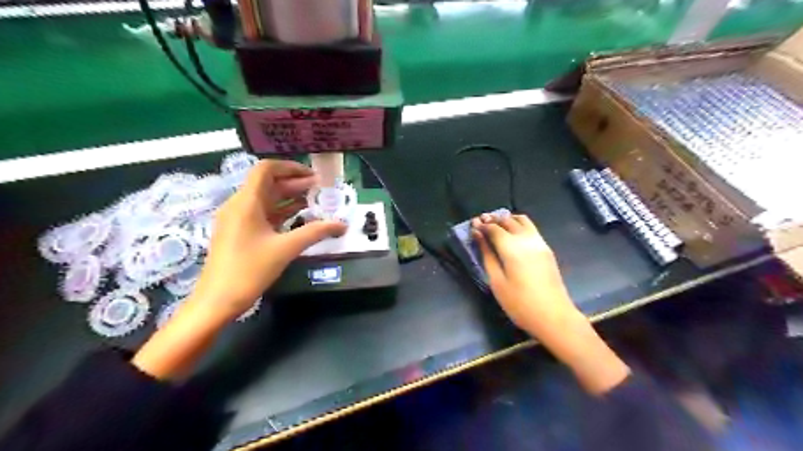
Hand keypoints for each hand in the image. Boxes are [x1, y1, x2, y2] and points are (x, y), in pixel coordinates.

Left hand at [193, 161, 348, 321]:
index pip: (266, 169)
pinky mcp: (238, 232)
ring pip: (265, 199)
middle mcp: (239, 205)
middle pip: (267, 183)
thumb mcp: (286, 249)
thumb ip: (316, 232)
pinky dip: (280, 211)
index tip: (314, 176)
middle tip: (320, 189)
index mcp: (246, 202)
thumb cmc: (250, 270)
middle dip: (295, 183)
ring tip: (314, 201)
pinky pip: (261, 213)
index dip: (291, 168)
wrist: (217, 300)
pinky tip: (298, 217)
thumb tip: (342, 224)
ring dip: (289, 197)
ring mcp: (237, 219)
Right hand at [471, 215, 577, 337]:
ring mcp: (539, 242)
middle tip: (480, 224)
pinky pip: (530, 228)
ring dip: (507, 219)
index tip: (472, 226)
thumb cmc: (520, 303)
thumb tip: (478, 236)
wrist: (554, 316)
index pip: (494, 228)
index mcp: (512, 248)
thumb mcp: (497, 281)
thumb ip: (487, 255)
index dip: (481, 225)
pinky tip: (511, 234)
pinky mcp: (546, 249)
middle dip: (492, 219)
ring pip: (522, 220)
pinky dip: (518, 224)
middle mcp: (526, 239)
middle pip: (508, 220)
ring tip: (495, 226)